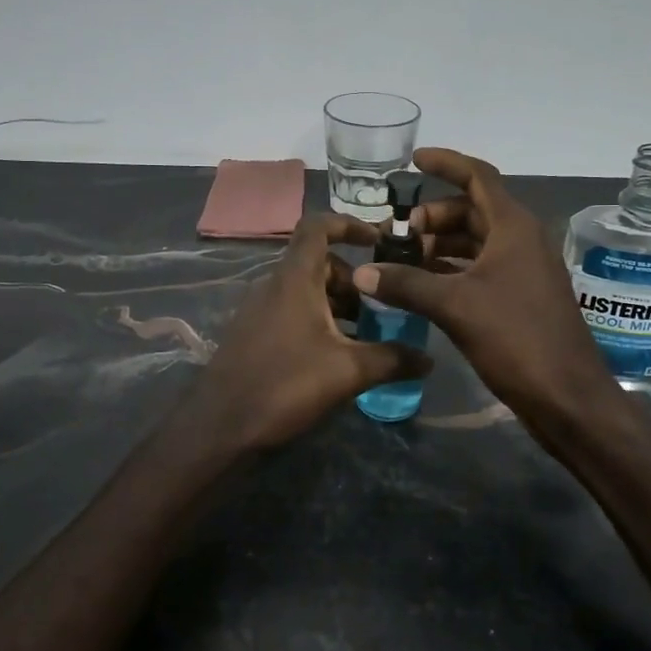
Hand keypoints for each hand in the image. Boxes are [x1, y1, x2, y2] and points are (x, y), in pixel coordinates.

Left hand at [192, 212, 431, 450]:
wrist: (220, 426)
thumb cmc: (285, 385)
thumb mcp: (347, 372)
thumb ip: (392, 360)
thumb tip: (429, 359)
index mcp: (294, 279)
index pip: (318, 227)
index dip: (349, 224)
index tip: (379, 240)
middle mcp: (273, 285)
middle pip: (318, 263)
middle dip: (354, 280)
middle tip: (381, 308)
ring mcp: (259, 310)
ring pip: (306, 291)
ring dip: (337, 304)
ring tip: (365, 336)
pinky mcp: (252, 333)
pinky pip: (291, 311)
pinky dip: (318, 320)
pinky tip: (334, 356)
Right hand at [352, 148, 618, 430]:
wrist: (566, 396)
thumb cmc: (516, 339)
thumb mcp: (455, 307)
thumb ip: (406, 284)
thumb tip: (362, 274)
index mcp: (513, 227)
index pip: (478, 176)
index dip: (446, 163)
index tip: (413, 161)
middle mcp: (521, 240)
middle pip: (473, 210)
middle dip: (434, 216)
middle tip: (400, 233)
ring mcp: (523, 270)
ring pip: (476, 241)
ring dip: (441, 244)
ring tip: (404, 258)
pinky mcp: (519, 297)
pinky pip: (480, 268)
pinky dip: (451, 270)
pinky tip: (423, 284)